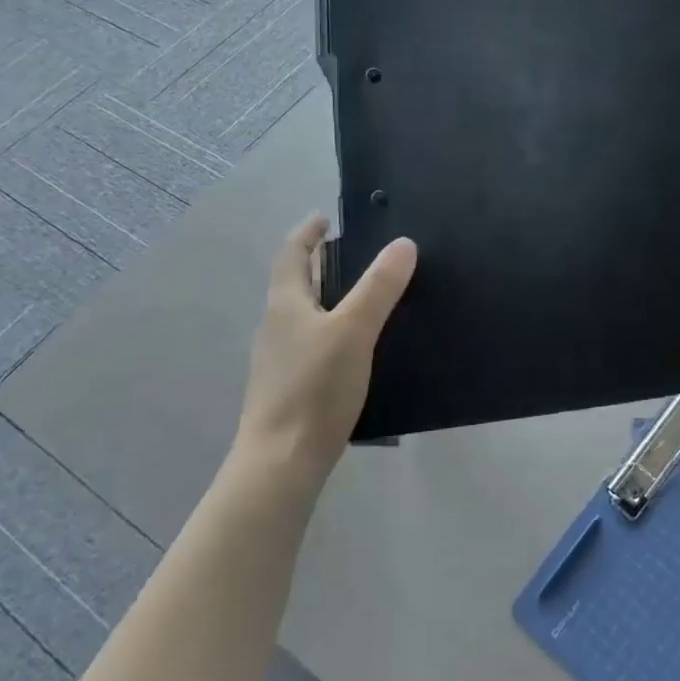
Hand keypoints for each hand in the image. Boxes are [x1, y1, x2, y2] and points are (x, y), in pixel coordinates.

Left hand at [228, 214, 416, 490]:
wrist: (281, 462)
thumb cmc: (314, 388)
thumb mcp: (354, 330)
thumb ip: (379, 287)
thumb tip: (403, 244)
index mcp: (285, 304)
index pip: (291, 254)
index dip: (307, 232)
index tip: (325, 217)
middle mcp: (276, 326)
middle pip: (295, 283)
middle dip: (319, 263)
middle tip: (353, 251)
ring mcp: (279, 359)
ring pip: (303, 315)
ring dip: (326, 296)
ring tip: (362, 294)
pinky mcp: (289, 387)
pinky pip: (310, 342)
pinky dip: (330, 328)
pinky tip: (354, 346)